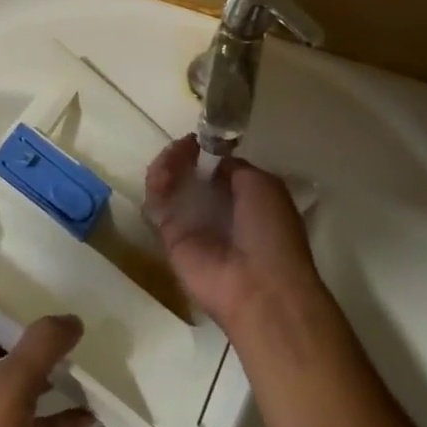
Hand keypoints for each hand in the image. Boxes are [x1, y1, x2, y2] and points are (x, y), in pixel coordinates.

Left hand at [0, 307, 94, 426]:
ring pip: (9, 384)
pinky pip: (26, 424)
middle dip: (20, 334)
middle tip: (57, 320)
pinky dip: (52, 418)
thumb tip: (71, 318)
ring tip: (78, 361)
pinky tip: (87, 415)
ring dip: (40, 375)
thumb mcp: (12, 385)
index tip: (7, 288)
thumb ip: (43, 346)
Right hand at [144, 135, 325, 331]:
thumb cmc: (270, 232)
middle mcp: (217, 208)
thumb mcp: (263, 186)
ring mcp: (192, 223)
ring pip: (170, 186)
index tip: (197, 139)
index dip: (205, 150)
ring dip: (167, 166)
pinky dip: (156, 186)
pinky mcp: (170, 238)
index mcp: (245, 196)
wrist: (259, 287)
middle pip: (188, 173)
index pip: (216, 166)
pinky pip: (157, 205)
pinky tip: (162, 177)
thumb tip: (211, 158)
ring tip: (169, 161)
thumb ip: (234, 168)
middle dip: (181, 155)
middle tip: (181, 147)